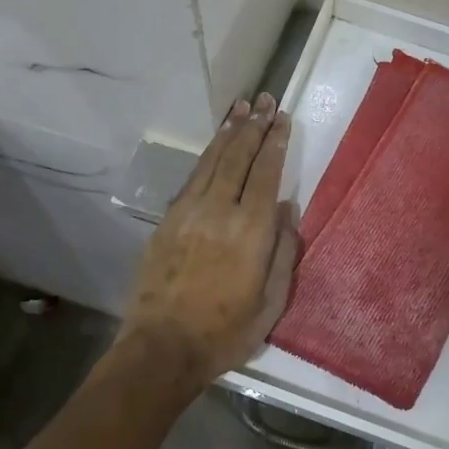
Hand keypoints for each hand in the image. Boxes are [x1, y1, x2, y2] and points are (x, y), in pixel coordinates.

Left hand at [123, 94, 300, 385]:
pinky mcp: (168, 220)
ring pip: (212, 160)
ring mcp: (188, 212)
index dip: (274, 142)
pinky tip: (215, 145)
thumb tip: (287, 208)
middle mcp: (219, 210)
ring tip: (240, 108)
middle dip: (253, 125)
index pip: (265, 173)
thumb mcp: (271, 301)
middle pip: (238, 157)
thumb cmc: (226, 331)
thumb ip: (283, 251)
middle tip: (264, 99)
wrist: (162, 348)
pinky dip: (207, 155)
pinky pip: (192, 177)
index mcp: (250, 230)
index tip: (281, 117)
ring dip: (228, 132)